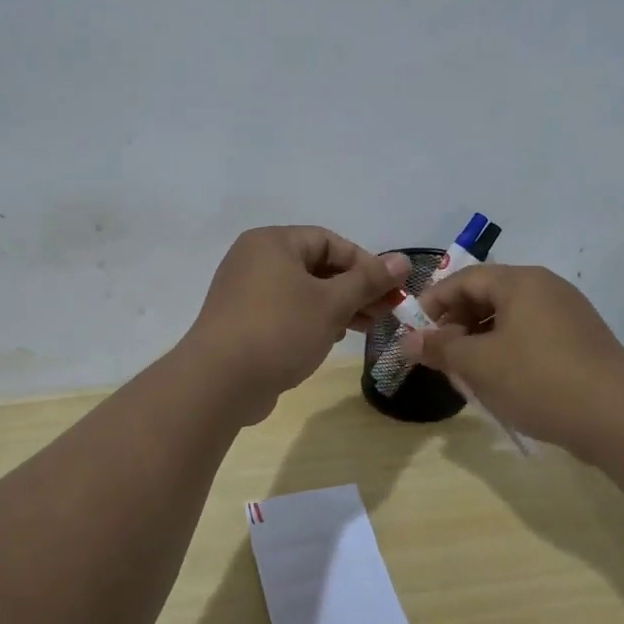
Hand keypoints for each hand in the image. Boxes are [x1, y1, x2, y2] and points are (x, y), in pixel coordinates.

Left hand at [183, 227, 410, 424]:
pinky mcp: (242, 322)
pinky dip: (311, 321)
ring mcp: (244, 292)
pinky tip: (331, 339)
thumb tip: (403, 260)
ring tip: (365, 328)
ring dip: (337, 307)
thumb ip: (368, 280)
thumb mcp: (332, 303)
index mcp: (273, 242)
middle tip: (385, 312)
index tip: (390, 290)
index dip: (365, 264)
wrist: (219, 382)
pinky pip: (285, 312)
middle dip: (354, 289)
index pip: (330, 241)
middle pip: (317, 266)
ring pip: (302, 291)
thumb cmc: (280, 330)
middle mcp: (254, 259)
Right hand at [398, 264, 623, 456]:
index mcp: (521, 282)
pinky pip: (532, 336)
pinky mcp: (582, 342)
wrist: (619, 418)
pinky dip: (508, 351)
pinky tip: (502, 383)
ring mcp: (569, 315)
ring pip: (510, 319)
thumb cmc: (538, 380)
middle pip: (488, 296)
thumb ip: (440, 348)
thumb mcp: (478, 365)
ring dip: (481, 341)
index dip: (433, 302)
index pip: (464, 279)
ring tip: (467, 373)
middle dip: (457, 324)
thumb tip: (408, 341)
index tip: (413, 331)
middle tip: (440, 356)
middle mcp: (547, 288)